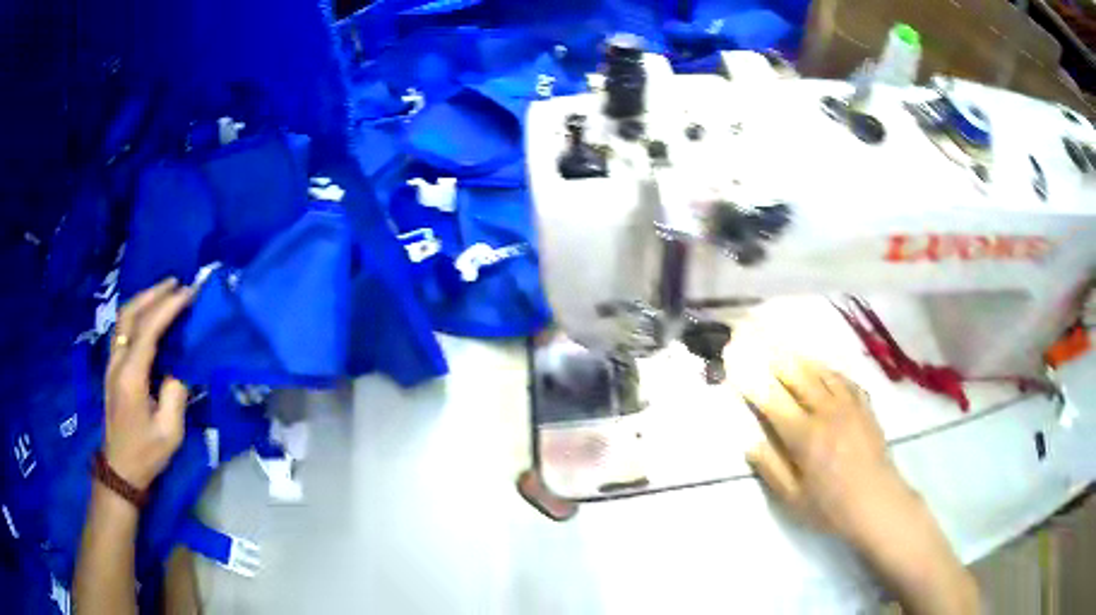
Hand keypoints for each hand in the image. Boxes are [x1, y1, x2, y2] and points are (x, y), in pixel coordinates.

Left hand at [104, 278, 194, 489]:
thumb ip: (175, 394)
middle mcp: (117, 362)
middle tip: (176, 283)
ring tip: (164, 292)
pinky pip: (122, 329)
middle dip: (153, 294)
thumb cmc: (146, 454)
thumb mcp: (169, 432)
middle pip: (130, 314)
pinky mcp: (111, 368)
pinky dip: (136, 313)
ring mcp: (111, 364)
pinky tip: (147, 314)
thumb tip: (179, 367)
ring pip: (123, 318)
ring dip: (143, 300)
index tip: (189, 293)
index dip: (168, 307)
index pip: (148, 330)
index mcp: (131, 377)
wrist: (120, 469)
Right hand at [742, 355, 918, 544]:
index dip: (751, 379)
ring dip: (799, 358)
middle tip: (755, 341)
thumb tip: (749, 441)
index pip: (772, 399)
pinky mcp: (864, 405)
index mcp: (805, 435)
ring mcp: (849, 404)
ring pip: (820, 371)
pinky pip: (843, 378)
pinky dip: (827, 369)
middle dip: (773, 357)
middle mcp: (826, 411)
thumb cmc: (831, 507)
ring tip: (783, 348)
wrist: (878, 502)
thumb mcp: (792, 498)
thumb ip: (770, 467)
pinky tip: (821, 369)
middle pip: (797, 375)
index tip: (734, 361)